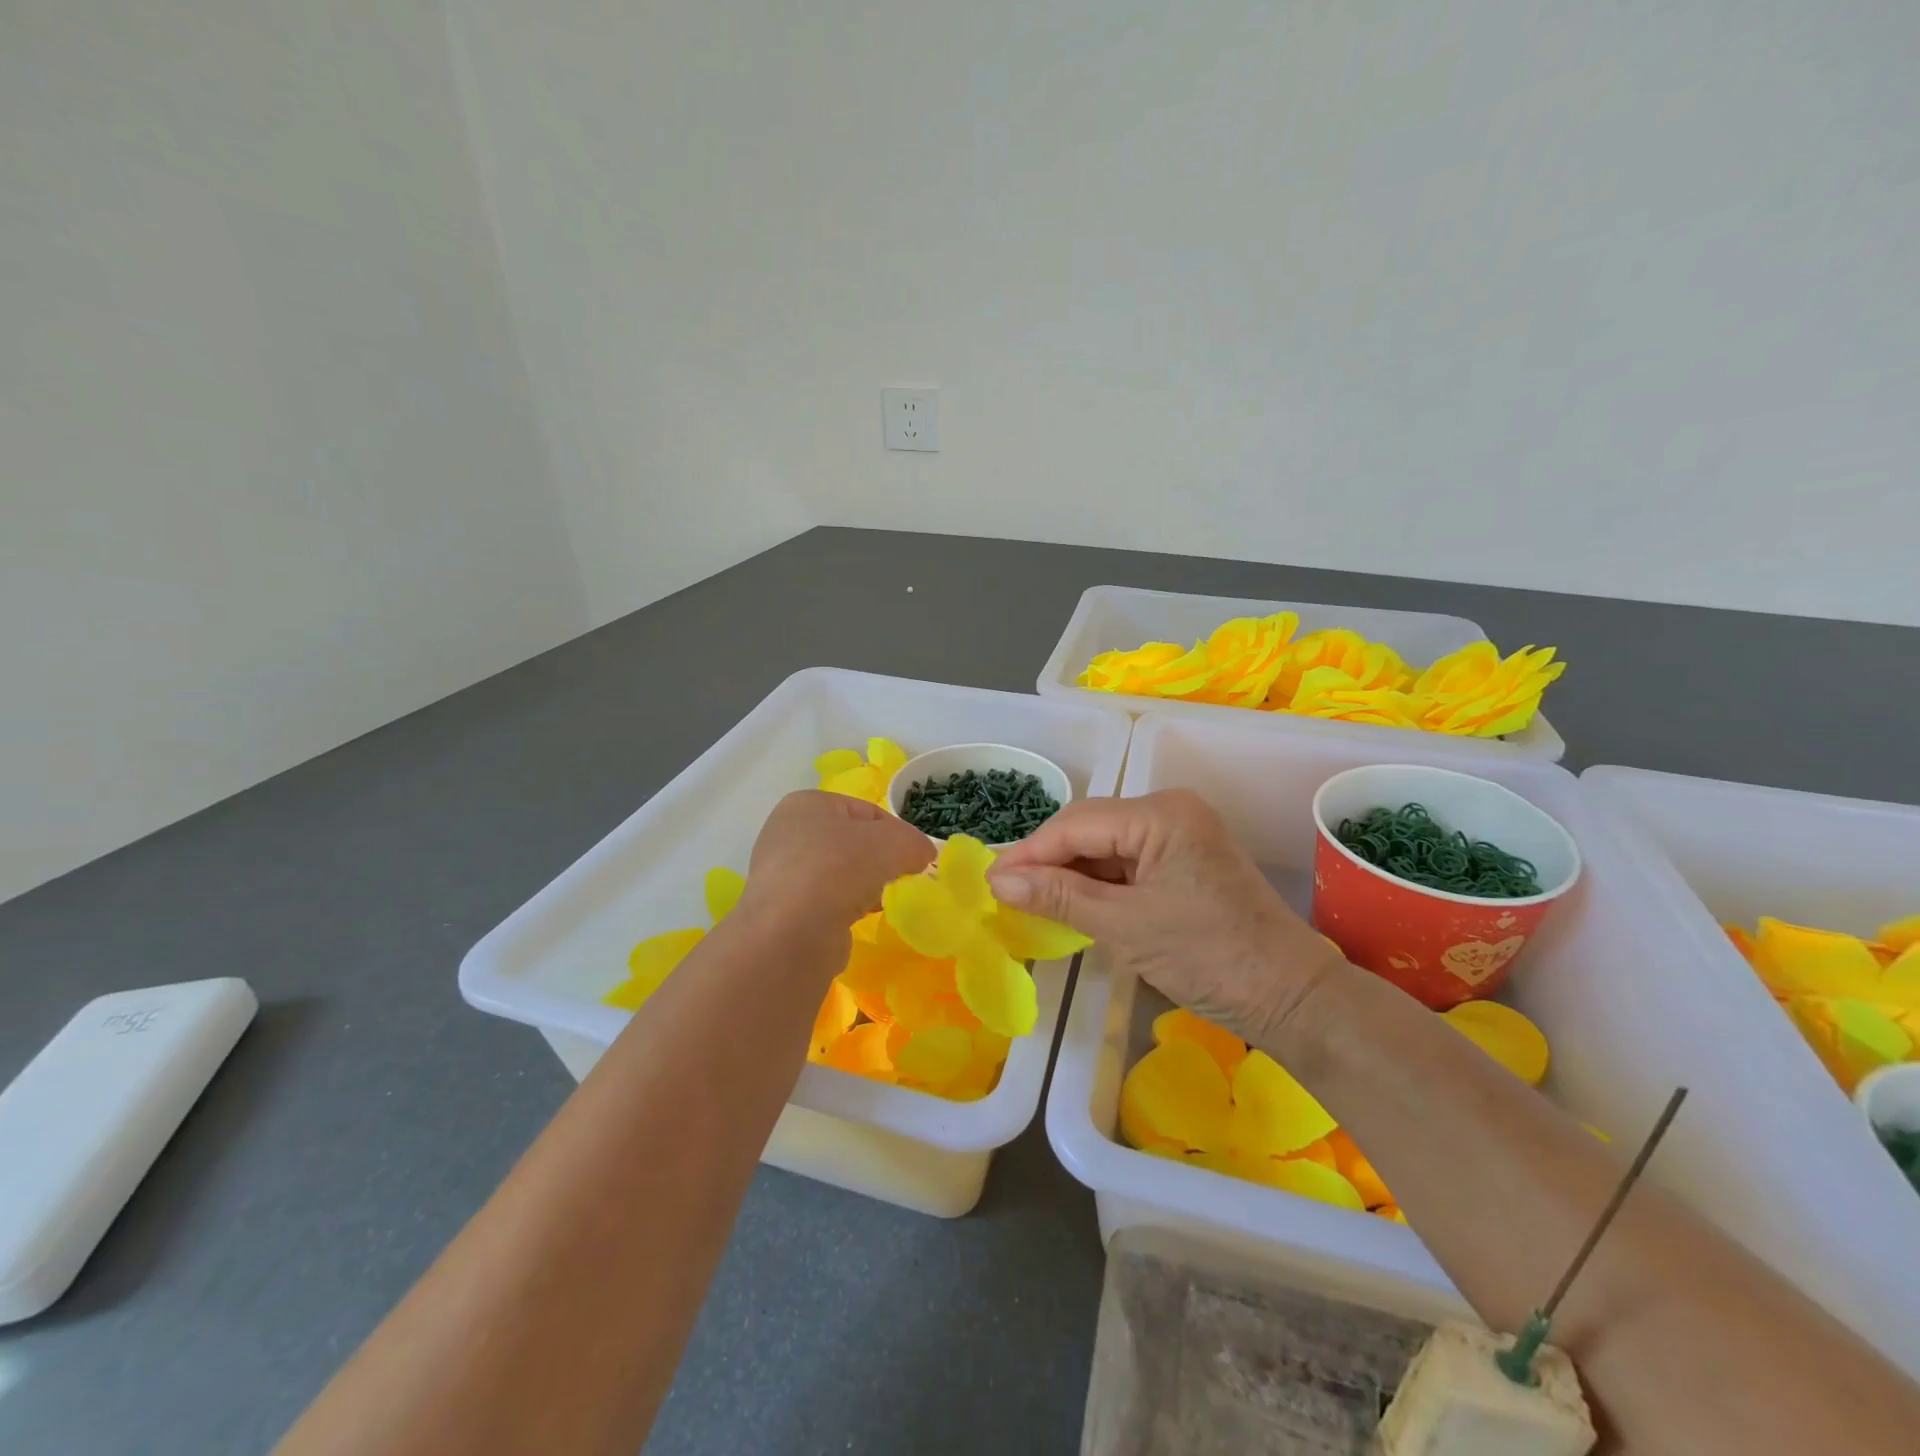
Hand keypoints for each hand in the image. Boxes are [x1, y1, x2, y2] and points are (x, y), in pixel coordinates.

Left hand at [738, 790, 934, 937]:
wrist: (793, 931)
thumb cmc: (840, 868)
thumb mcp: (892, 843)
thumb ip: (913, 843)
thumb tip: (923, 854)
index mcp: (807, 804)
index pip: (866, 811)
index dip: (898, 832)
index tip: (918, 856)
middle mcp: (787, 834)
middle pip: (851, 842)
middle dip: (881, 860)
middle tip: (903, 878)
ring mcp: (781, 874)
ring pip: (840, 873)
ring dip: (864, 886)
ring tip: (880, 901)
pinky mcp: (783, 911)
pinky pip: (827, 902)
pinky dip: (846, 908)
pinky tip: (858, 918)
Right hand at [986, 790, 1345, 1049]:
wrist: (1290, 997)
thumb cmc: (1208, 958)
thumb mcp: (1124, 927)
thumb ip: (1059, 896)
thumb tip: (999, 881)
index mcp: (1161, 814)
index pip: (1077, 825)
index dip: (1029, 853)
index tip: (990, 882)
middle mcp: (1171, 810)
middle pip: (1090, 827)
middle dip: (1047, 860)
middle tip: (1006, 893)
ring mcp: (1181, 833)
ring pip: (1106, 844)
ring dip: (1070, 872)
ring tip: (1030, 900)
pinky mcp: (1185, 859)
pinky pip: (1128, 861)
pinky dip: (1098, 882)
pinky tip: (1072, 901)